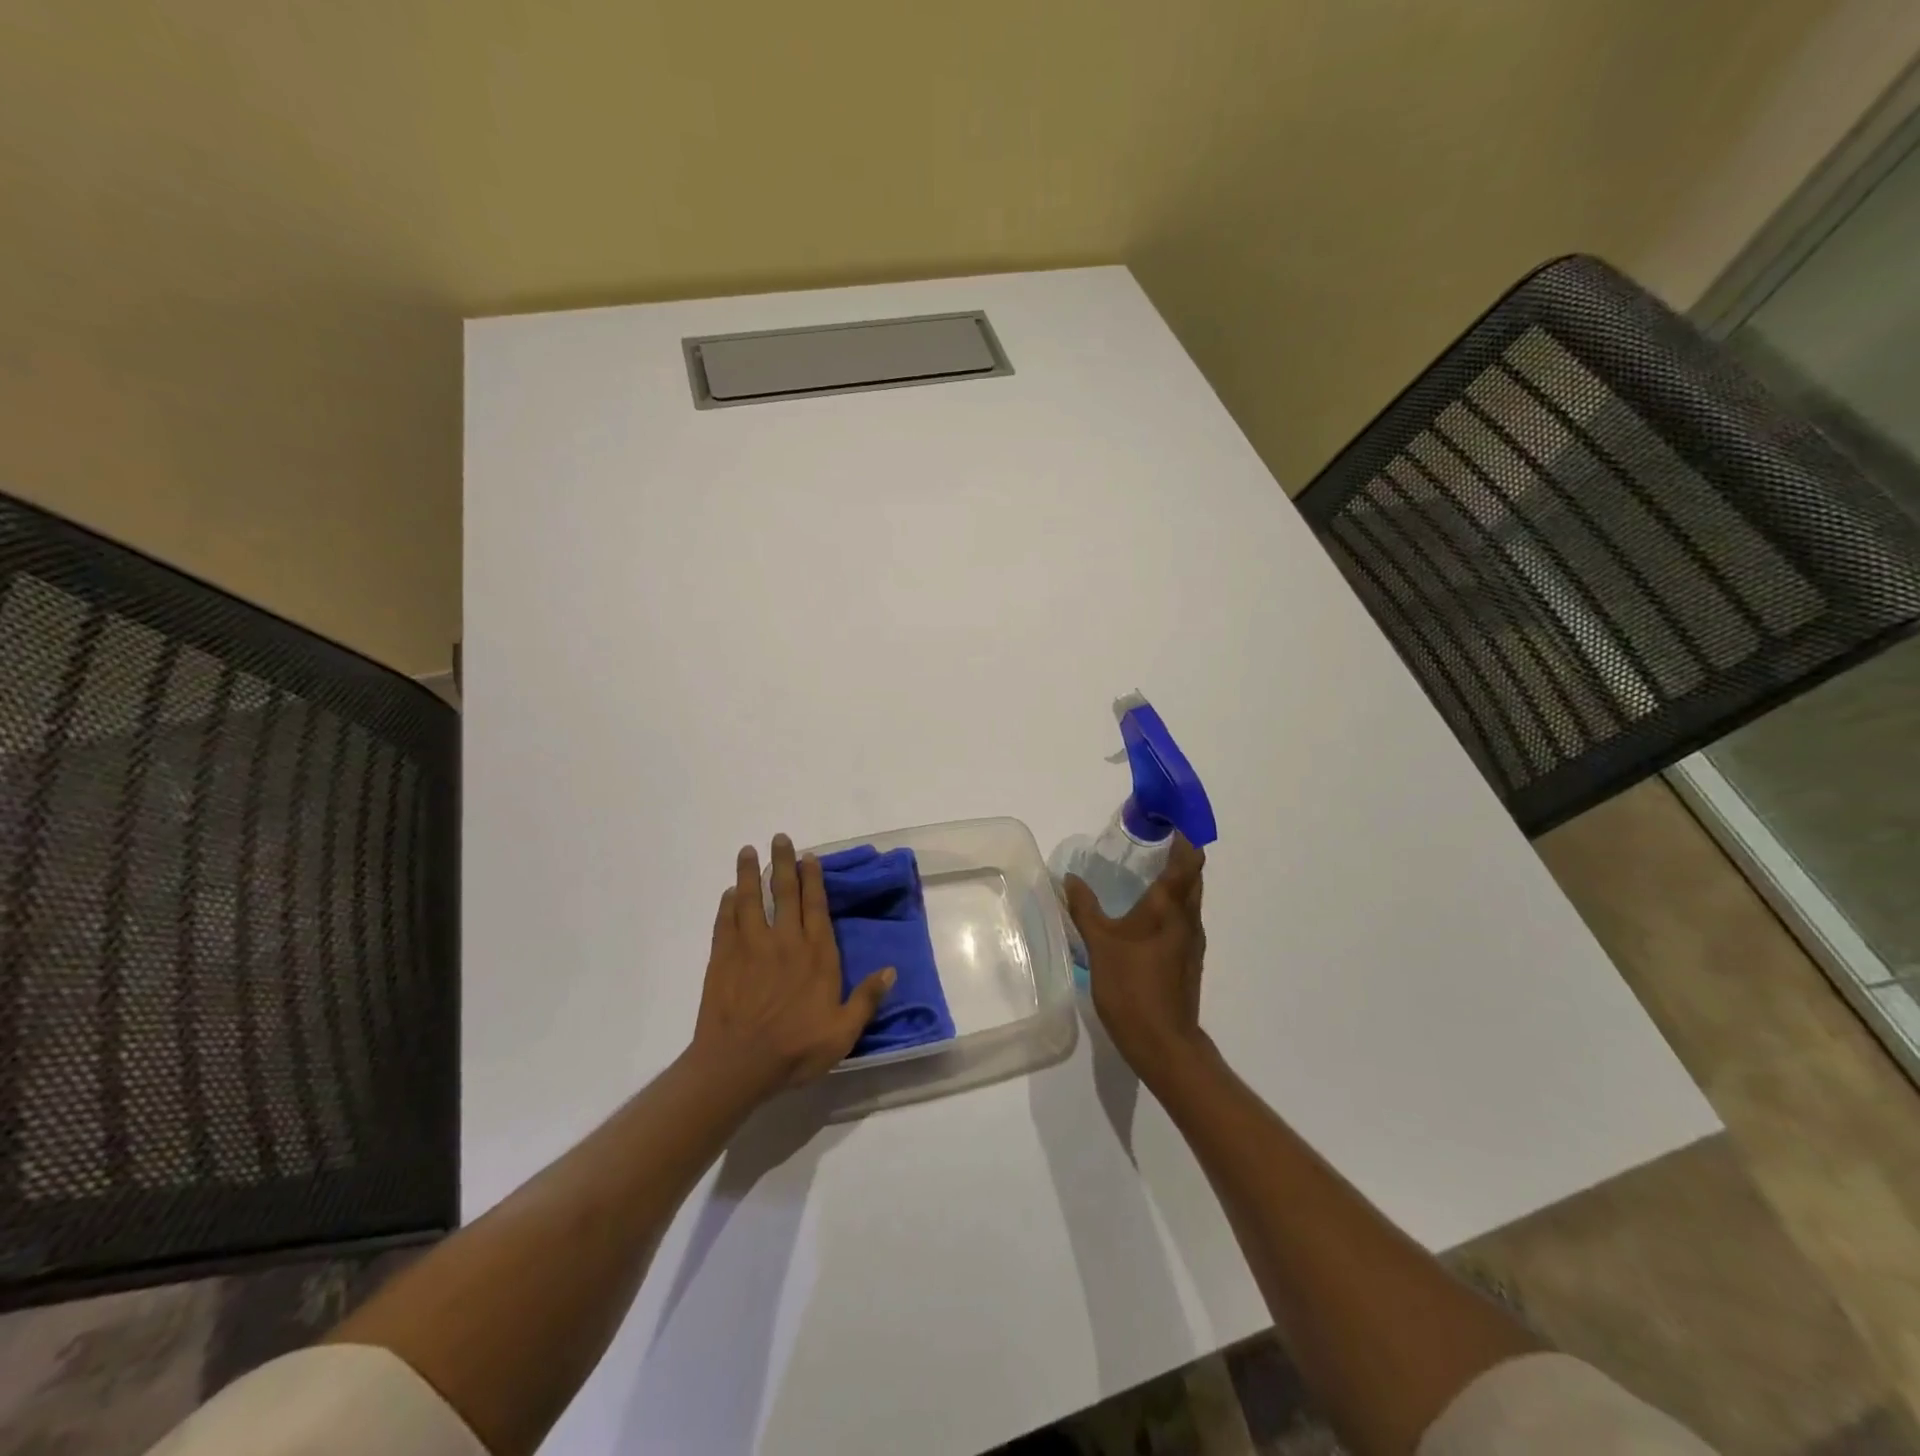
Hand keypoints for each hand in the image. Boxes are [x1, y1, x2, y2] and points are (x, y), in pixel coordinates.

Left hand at [691, 834, 895, 1098]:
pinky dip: (727, 905)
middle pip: (784, 894)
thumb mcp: (843, 1032)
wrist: (738, 1064)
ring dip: (749, 874)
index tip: (808, 857)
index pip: (815, 906)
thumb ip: (866, 999)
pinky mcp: (723, 959)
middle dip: (782, 863)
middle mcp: (785, 942)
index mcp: (816, 955)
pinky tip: (728, 893)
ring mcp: (751, 947)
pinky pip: (725, 923)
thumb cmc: (796, 1049)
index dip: (813, 879)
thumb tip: (891, 970)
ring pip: (750, 900)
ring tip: (748, 851)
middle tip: (779, 838)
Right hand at [1063, 835, 1207, 1078]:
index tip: (1167, 821)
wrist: (1162, 1042)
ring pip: (1190, 899)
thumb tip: (1070, 878)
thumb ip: (1084, 907)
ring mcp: (1192, 941)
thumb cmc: (1131, 985)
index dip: (1184, 836)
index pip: (1189, 859)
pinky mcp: (1188, 960)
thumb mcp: (1099, 943)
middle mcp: (1188, 918)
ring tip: (1143, 872)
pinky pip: (1183, 919)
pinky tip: (1144, 914)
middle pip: (1193, 876)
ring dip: (1175, 880)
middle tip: (1148, 842)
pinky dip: (1170, 905)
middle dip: (1177, 854)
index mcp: (1170, 906)